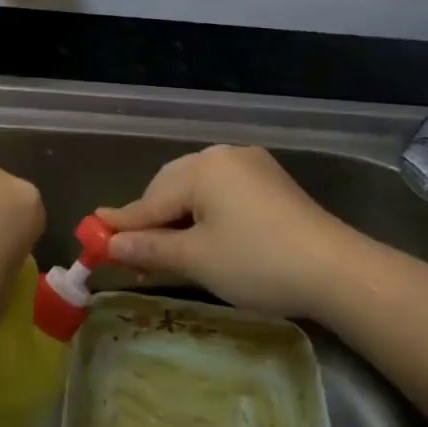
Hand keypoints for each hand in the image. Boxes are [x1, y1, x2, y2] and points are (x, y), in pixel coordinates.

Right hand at [98, 145, 359, 318]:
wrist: (336, 270)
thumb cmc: (257, 262)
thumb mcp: (197, 259)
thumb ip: (149, 249)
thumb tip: (109, 246)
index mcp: (202, 167)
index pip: (150, 200)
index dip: (121, 224)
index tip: (91, 236)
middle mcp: (224, 156)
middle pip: (171, 189)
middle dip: (151, 222)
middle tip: (131, 255)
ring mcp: (251, 167)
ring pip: (197, 193)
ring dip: (178, 220)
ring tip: (165, 252)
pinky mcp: (271, 184)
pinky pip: (223, 196)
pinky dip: (205, 217)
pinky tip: (202, 240)